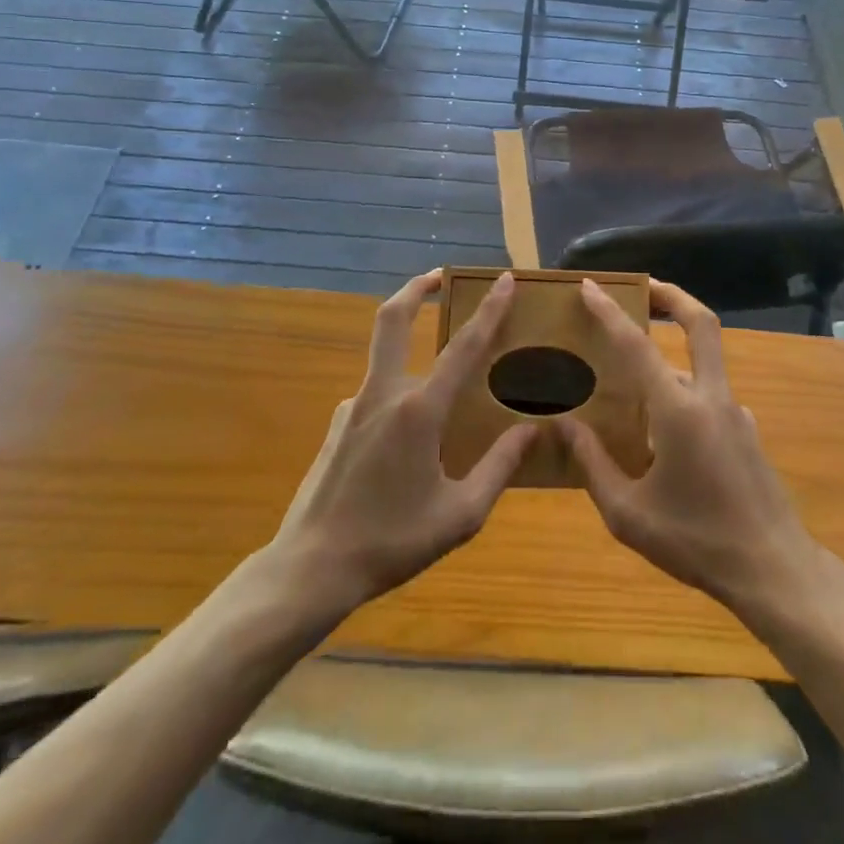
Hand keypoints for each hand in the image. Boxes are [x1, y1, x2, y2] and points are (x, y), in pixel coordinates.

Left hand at [262, 269, 537, 620]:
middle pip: (392, 319)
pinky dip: (397, 397)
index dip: (488, 310)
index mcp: (419, 411)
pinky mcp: (338, 424)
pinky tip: (407, 441)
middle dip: (415, 288)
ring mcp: (353, 406)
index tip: (503, 280)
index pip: (463, 347)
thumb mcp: (460, 515)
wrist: (311, 567)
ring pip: (385, 359)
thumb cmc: (391, 541)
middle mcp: (383, 394)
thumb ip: (499, 468)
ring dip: (409, 346)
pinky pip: (375, 397)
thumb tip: (531, 431)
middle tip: (439, 275)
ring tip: (441, 384)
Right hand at [558, 280, 826, 630]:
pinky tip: (663, 432)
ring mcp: (737, 413)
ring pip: (702, 364)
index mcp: (679, 410)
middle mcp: (711, 398)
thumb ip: (593, 465)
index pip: (638, 346)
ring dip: (672, 355)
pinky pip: (710, 397)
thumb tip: (565, 425)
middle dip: (673, 296)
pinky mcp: (748, 432)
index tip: (591, 286)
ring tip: (632, 380)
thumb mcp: (629, 515)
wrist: (775, 572)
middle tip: (644, 287)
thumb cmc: (697, 542)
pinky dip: (684, 394)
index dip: (611, 312)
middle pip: (701, 324)